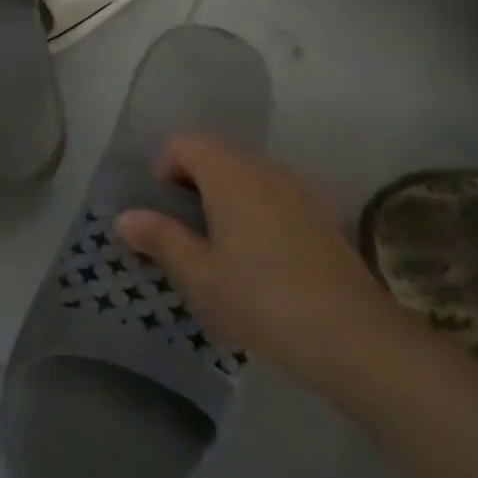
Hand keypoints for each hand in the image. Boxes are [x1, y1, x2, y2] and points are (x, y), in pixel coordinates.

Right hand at [113, 133, 408, 387]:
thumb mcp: (201, 276)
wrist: (352, 335)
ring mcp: (299, 187)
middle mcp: (265, 168)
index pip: (185, 142)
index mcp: (231, 174)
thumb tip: (124, 217)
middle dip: (193, 185)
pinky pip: (274, 194)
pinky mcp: (322, 212)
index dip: (165, 169)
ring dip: (225, 198)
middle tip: (188, 236)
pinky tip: (263, 260)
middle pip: (216, 154)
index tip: (166, 213)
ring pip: (247, 175)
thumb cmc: (263, 300)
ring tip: (223, 250)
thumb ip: (160, 239)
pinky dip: (256, 210)